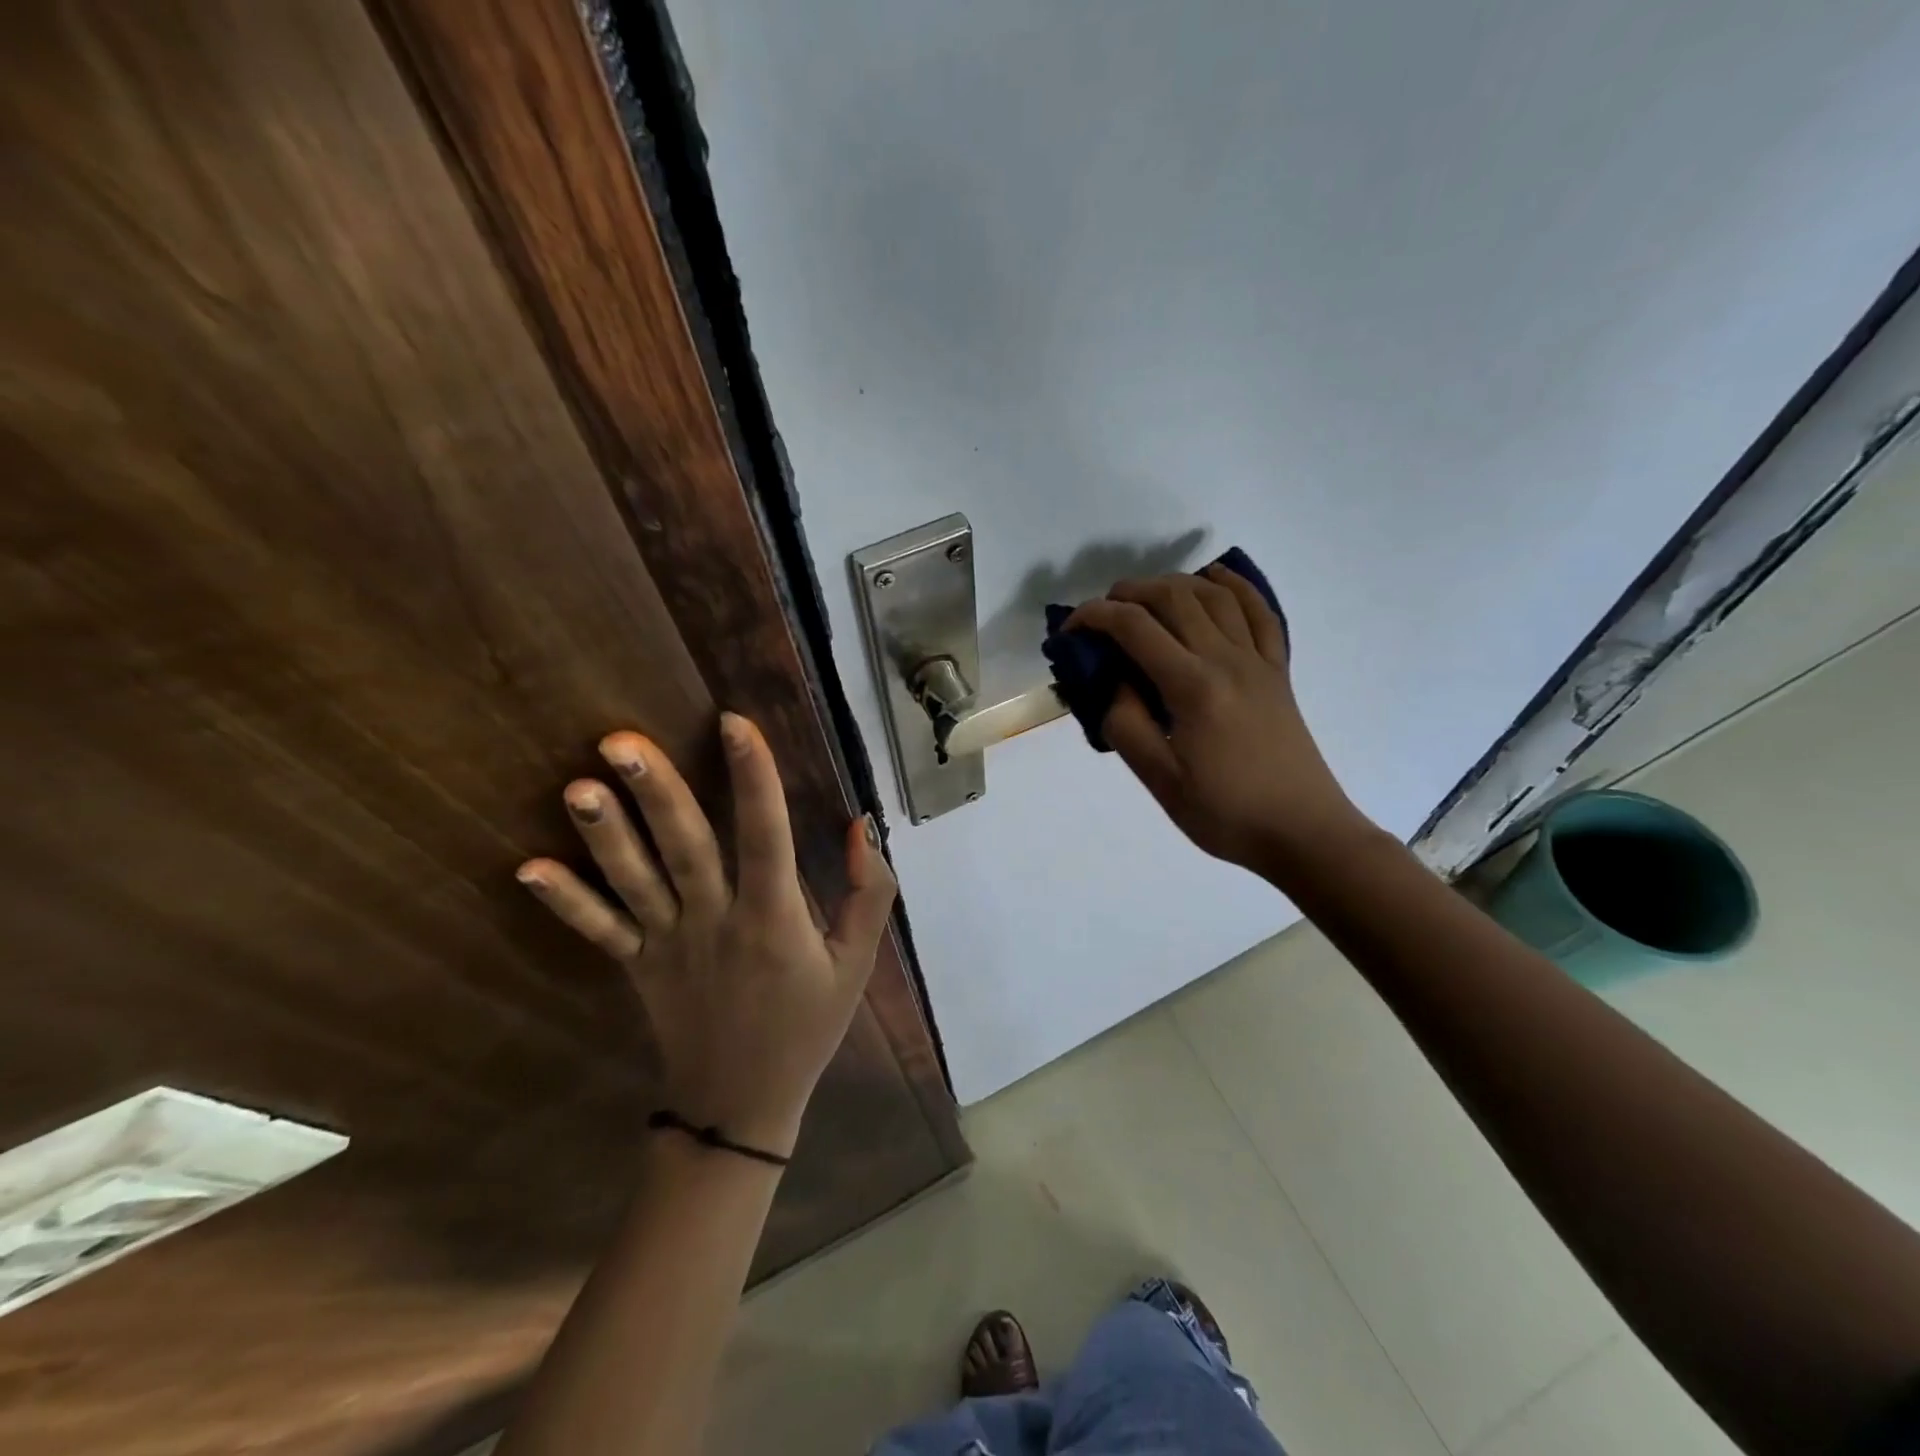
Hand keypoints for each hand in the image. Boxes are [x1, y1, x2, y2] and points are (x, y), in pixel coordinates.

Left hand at [515, 713, 896, 1157]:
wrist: (741, 1104)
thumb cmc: (807, 1025)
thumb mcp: (857, 963)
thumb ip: (869, 893)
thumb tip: (860, 823)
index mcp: (773, 920)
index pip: (767, 837)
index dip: (754, 779)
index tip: (735, 723)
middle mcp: (715, 924)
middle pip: (685, 849)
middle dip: (657, 793)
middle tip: (620, 742)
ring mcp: (669, 946)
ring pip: (635, 882)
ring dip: (605, 835)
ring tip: (576, 787)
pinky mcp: (639, 965)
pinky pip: (600, 931)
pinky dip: (565, 901)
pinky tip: (527, 868)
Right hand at [1066, 565, 1371, 880]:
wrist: (1303, 831)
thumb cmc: (1225, 813)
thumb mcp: (1160, 780)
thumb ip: (1126, 724)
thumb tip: (1114, 681)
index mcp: (1193, 687)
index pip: (1135, 628)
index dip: (1094, 617)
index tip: (1069, 630)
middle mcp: (1227, 659)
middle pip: (1175, 597)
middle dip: (1130, 592)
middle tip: (1103, 612)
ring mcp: (1258, 661)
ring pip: (1215, 595)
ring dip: (1175, 583)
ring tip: (1147, 597)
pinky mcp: (1278, 671)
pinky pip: (1260, 612)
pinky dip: (1235, 586)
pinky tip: (1217, 578)